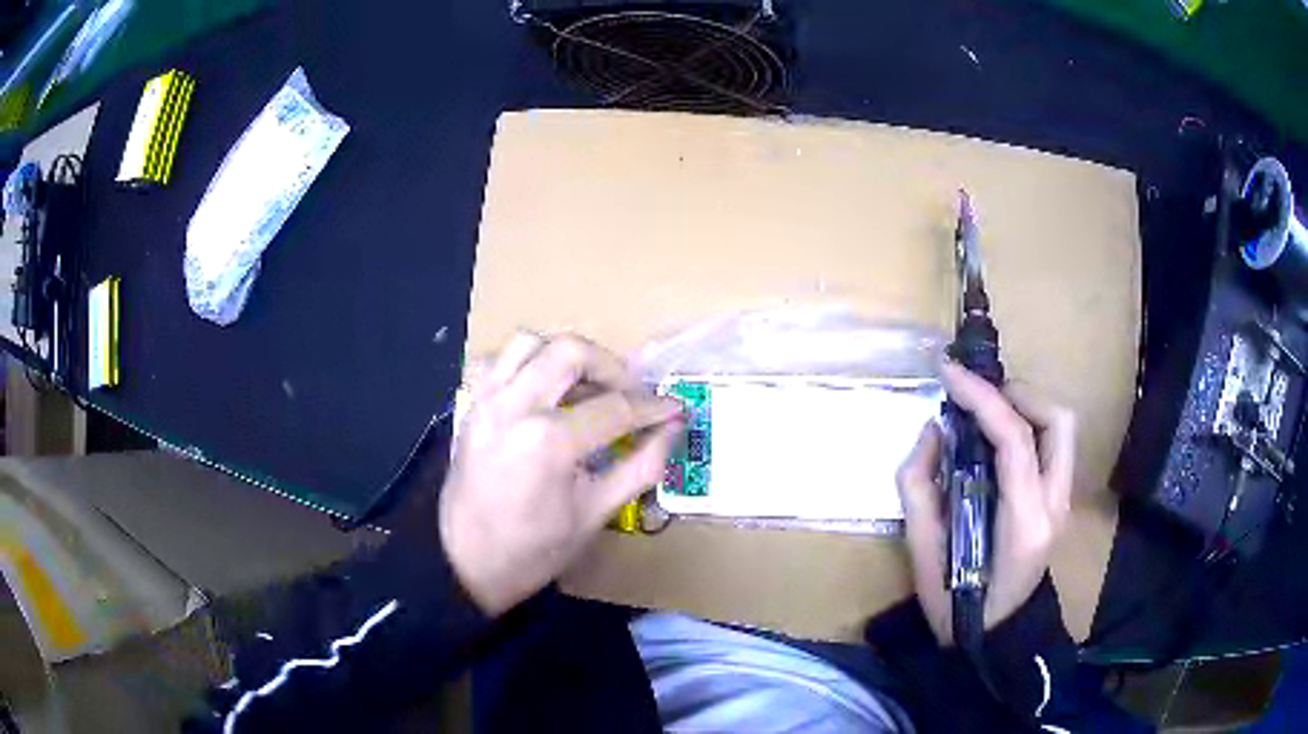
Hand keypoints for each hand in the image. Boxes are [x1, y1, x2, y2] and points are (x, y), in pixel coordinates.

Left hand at [439, 332, 683, 615]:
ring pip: (530, 342)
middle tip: (630, 394)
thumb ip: (641, 465)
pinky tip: (544, 389)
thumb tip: (673, 430)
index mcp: (549, 442)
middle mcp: (514, 406)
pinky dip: (527, 362)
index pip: (615, 407)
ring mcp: (487, 401)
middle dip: (611, 366)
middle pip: (571, 352)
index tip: (675, 409)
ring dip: (566, 355)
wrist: (466, 564)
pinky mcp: (471, 405)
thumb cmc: (534, 550)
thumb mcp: (596, 514)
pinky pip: (500, 360)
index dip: (653, 407)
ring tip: (587, 385)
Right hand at [896, 362, 1075, 643]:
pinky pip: (1053, 443)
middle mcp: (1055, 504)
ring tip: (988, 409)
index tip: (948, 372)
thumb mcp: (923, 554)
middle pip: (1057, 420)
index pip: (1015, 440)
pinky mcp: (1060, 499)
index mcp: (1024, 522)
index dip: (982, 397)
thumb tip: (932, 430)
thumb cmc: (955, 604)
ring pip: (1062, 426)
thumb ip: (920, 488)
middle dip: (1016, 392)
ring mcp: (1063, 501)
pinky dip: (1029, 423)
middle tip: (975, 395)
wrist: (996, 635)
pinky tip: (999, 433)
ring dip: (1026, 404)